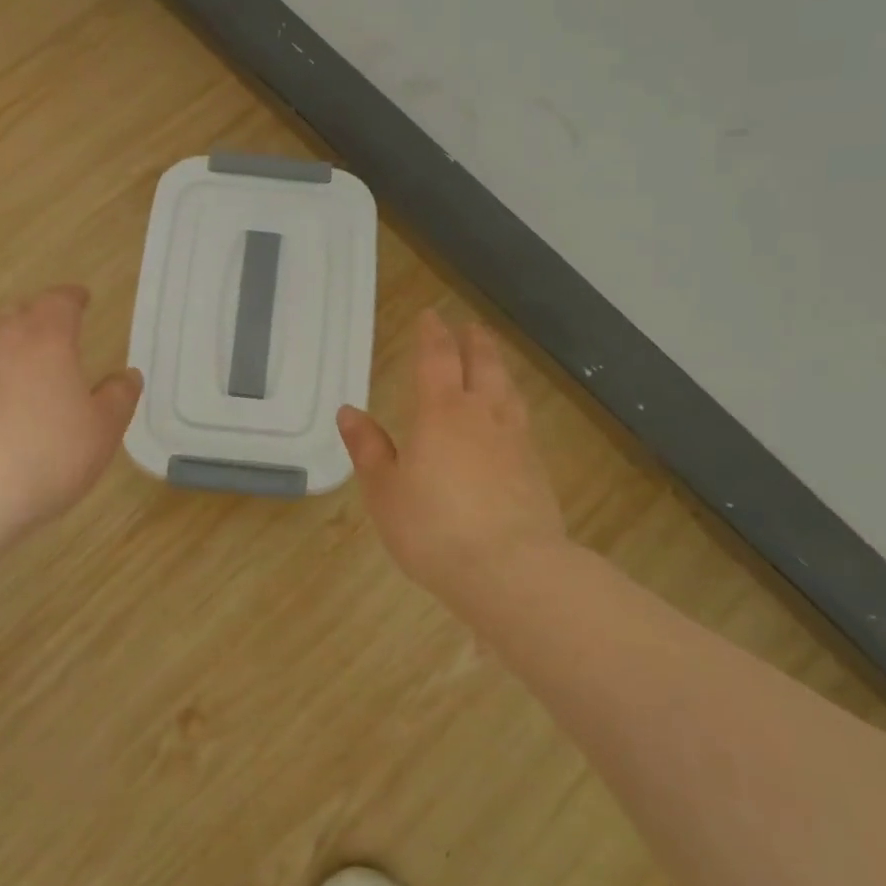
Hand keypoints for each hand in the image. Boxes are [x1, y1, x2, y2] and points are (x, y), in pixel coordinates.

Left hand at [0, 286, 142, 536]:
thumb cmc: (44, 454)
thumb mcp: (101, 430)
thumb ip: (118, 398)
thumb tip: (128, 375)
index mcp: (45, 337)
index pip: (60, 301)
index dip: (73, 298)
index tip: (81, 298)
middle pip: (17, 314)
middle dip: (36, 319)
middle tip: (52, 336)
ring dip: (2, 350)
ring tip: (18, 373)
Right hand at [337, 309, 565, 589]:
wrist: (511, 570)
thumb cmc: (434, 529)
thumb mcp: (386, 491)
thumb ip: (369, 449)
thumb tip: (349, 412)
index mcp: (442, 412)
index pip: (438, 358)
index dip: (433, 334)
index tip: (431, 315)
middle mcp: (483, 415)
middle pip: (483, 365)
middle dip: (474, 342)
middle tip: (470, 326)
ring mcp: (515, 441)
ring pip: (508, 390)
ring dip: (499, 368)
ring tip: (493, 361)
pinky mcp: (536, 469)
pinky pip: (521, 421)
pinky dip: (512, 405)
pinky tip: (510, 418)